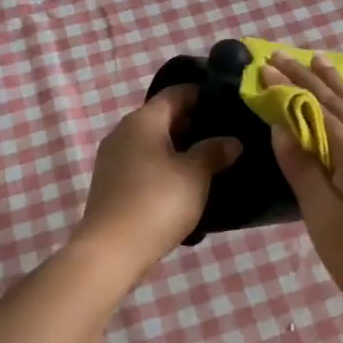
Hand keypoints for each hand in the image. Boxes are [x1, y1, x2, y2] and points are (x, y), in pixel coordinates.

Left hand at [74, 85, 241, 270]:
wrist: (111, 250)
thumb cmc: (157, 202)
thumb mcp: (195, 175)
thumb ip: (214, 151)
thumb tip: (232, 141)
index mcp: (143, 119)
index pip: (176, 92)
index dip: (202, 93)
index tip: (228, 102)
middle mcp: (123, 130)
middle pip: (163, 116)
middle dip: (193, 122)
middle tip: (225, 133)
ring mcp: (113, 157)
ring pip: (153, 140)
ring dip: (179, 146)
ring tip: (210, 159)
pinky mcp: (110, 182)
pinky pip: (143, 161)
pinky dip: (164, 164)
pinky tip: (184, 181)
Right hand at [264, 56, 342, 320]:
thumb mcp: (324, 218)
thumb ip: (304, 169)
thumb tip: (283, 126)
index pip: (316, 110)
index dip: (289, 86)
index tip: (265, 65)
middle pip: (340, 103)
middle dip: (310, 77)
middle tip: (286, 55)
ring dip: (339, 86)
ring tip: (322, 63)